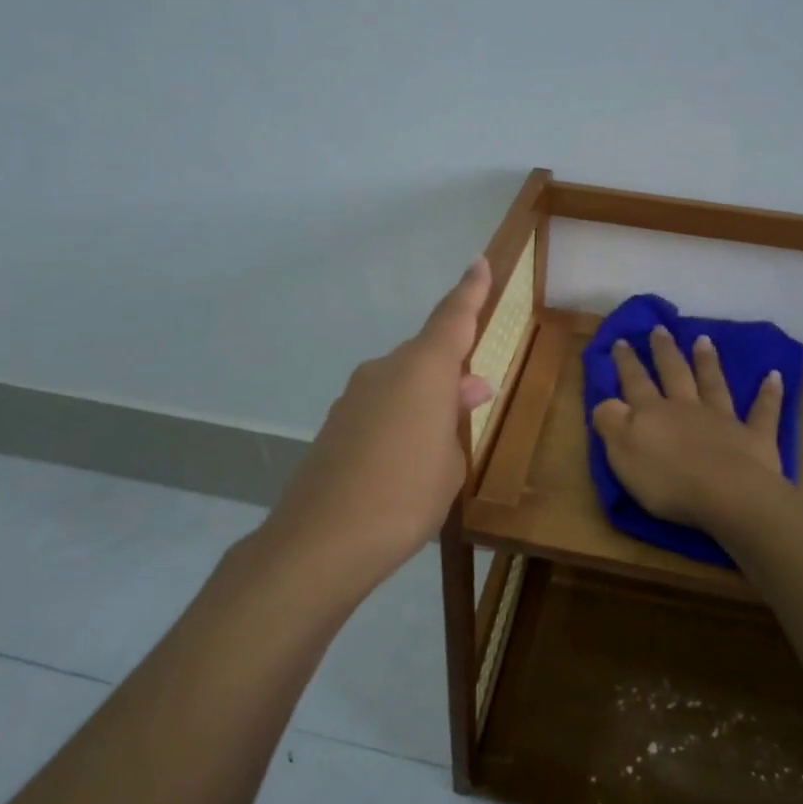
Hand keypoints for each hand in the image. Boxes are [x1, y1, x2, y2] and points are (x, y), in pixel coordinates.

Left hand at [261, 258, 495, 592]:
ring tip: (442, 437)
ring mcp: (355, 396)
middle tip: (475, 398)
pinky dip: (399, 418)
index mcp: (423, 370)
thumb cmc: (407, 496)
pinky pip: (380, 406)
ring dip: (425, 399)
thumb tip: (464, 388)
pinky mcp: (336, 423)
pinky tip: (405, 458)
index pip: (453, 317)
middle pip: (426, 356)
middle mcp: (386, 370)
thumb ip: (456, 418)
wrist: (323, 540)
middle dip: (451, 371)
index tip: (479, 263)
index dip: (470, 290)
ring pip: (402, 383)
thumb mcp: (450, 461)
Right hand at [591, 325, 789, 532]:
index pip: (635, 382)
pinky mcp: (755, 437)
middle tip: (660, 329)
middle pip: (674, 374)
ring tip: (704, 339)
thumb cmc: (669, 481)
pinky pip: (763, 411)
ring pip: (713, 384)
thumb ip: (611, 424)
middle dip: (665, 351)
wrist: (729, 496)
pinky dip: (769, 393)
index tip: (621, 340)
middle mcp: (687, 408)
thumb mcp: (623, 455)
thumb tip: (605, 401)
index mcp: (653, 414)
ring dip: (708, 362)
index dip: (627, 363)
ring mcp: (723, 420)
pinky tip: (775, 376)